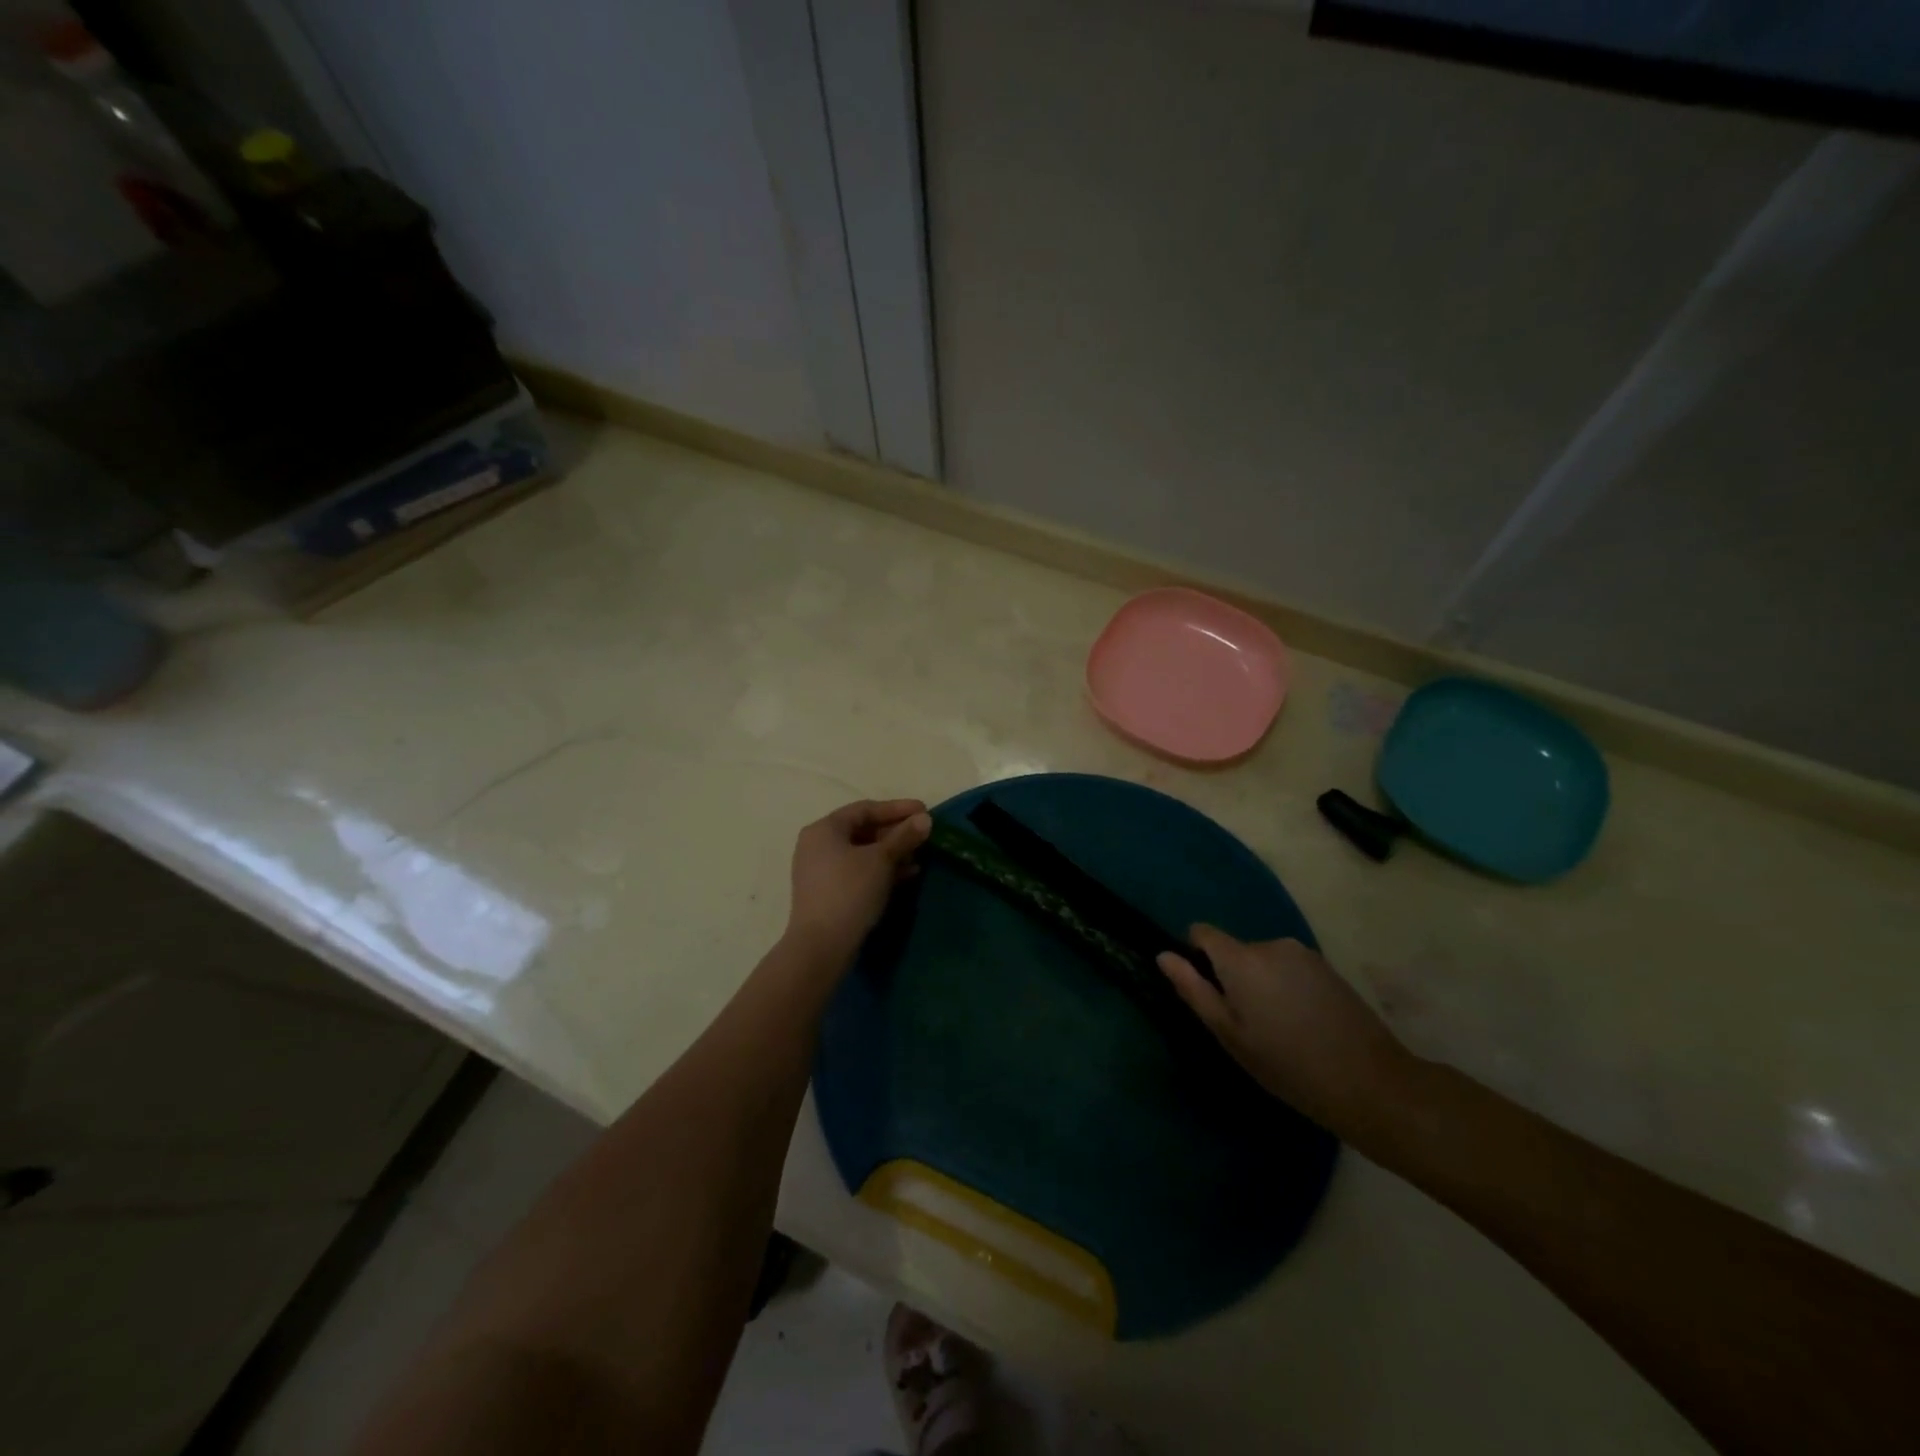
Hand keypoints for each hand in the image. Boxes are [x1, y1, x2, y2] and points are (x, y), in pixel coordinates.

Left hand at [784, 799, 931, 963]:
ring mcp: (820, 870)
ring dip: (891, 853)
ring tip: (919, 858)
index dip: (897, 808)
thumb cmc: (850, 891)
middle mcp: (817, 844)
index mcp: (825, 829)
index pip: (865, 809)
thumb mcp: (881, 860)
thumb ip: (904, 836)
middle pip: (863, 830)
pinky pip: (857, 871)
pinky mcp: (827, 892)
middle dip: (895, 833)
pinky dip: (880, 870)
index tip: (924, 810)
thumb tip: (925, 818)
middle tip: (923, 835)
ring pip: (862, 853)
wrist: (821, 946)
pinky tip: (905, 876)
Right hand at [1158, 926, 1412, 1132]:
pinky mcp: (1327, 968)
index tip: (1206, 992)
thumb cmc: (1288, 1065)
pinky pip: (1289, 968)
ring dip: (1260, 984)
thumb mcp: (1230, 1035)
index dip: (1195, 956)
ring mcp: (1303, 954)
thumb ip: (1194, 990)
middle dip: (1232, 977)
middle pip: (1234, 950)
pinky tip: (1303, 1025)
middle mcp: (1271, 945)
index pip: (1202, 932)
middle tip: (1246, 1025)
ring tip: (1278, 1029)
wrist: (1371, 1083)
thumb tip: (1163, 955)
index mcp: (1242, 959)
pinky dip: (1286, 988)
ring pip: (1263, 961)